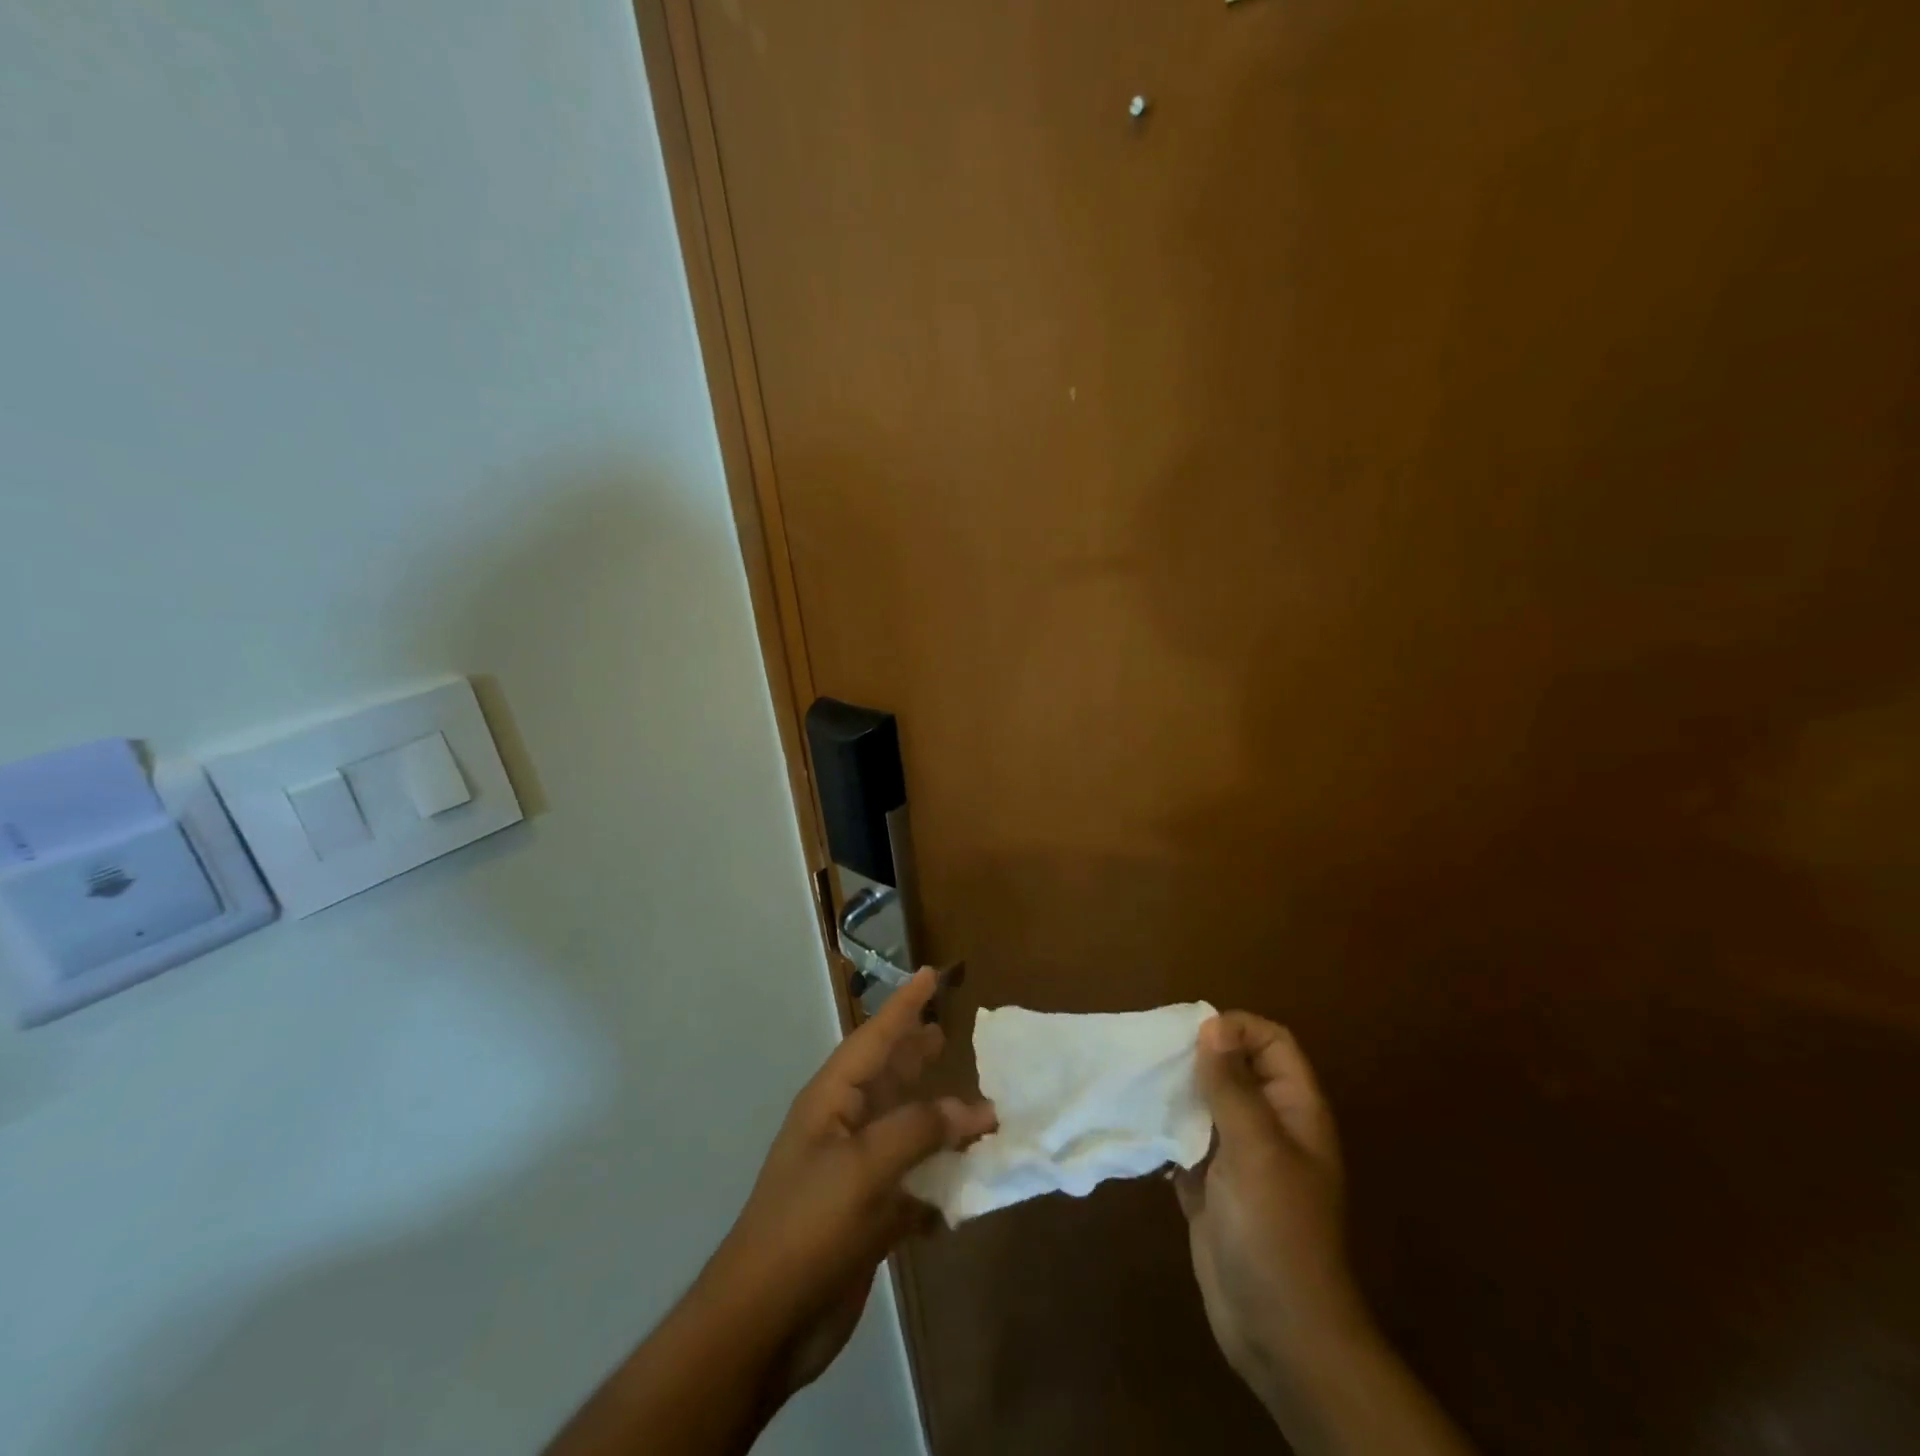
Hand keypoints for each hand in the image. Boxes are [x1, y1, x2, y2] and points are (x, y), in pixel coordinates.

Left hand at [702, 968, 996, 1396]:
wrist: (764, 1322)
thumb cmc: (809, 1225)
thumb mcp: (865, 1167)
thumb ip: (921, 1129)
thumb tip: (975, 1110)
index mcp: (832, 1100)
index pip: (875, 1037)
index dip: (904, 1005)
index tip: (930, 974)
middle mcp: (843, 1127)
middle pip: (887, 1077)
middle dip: (915, 1054)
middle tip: (948, 1032)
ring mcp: (854, 1173)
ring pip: (904, 1130)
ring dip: (938, 1120)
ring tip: (975, 1105)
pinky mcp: (867, 1217)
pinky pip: (912, 1184)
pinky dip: (938, 1182)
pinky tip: (966, 1186)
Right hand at [1174, 1013, 1369, 1409]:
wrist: (1277, 1330)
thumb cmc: (1275, 1229)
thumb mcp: (1255, 1147)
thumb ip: (1232, 1085)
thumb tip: (1211, 1024)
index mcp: (1293, 1110)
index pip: (1272, 1042)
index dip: (1237, 1029)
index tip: (1192, 1036)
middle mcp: (1268, 1126)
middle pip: (1235, 1068)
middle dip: (1197, 1056)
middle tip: (1154, 1055)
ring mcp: (1239, 1158)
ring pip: (1206, 1103)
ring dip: (1176, 1092)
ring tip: (1139, 1083)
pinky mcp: (1210, 1186)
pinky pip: (1185, 1141)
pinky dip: (1165, 1130)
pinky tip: (1139, 1126)